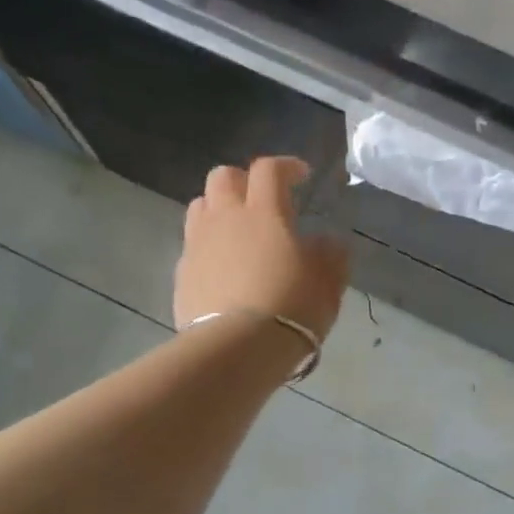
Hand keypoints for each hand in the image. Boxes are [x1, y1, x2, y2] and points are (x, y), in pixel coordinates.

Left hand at [174, 158, 350, 341]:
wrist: (237, 347)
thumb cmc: (291, 307)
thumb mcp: (328, 282)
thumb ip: (331, 255)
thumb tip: (327, 241)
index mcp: (265, 212)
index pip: (269, 170)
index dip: (286, 166)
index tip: (301, 176)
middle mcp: (226, 218)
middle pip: (223, 176)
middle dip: (243, 180)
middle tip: (262, 199)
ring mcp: (198, 244)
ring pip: (200, 206)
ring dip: (219, 208)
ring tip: (237, 229)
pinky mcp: (182, 274)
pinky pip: (192, 245)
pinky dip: (208, 246)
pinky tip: (223, 267)